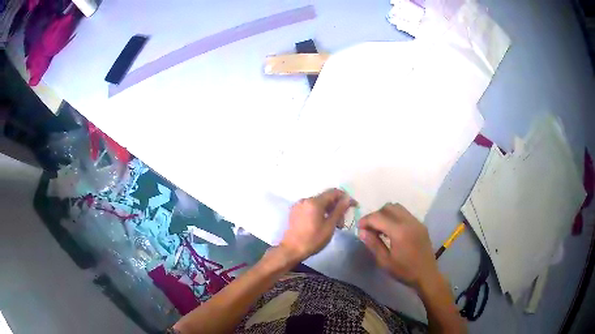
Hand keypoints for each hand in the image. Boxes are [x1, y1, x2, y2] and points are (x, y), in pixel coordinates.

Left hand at [280, 188, 354, 261]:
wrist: (291, 250)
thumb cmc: (313, 239)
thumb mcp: (329, 226)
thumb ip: (339, 210)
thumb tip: (348, 198)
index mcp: (314, 202)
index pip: (334, 192)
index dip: (345, 197)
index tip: (353, 206)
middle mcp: (306, 199)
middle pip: (326, 198)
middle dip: (336, 207)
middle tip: (341, 222)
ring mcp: (299, 205)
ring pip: (318, 203)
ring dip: (328, 211)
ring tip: (333, 224)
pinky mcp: (295, 211)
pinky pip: (310, 207)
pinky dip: (319, 212)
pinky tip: (321, 223)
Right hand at [358, 203, 439, 287]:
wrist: (427, 275)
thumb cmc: (404, 271)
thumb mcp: (385, 261)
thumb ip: (373, 244)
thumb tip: (362, 231)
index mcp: (399, 231)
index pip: (378, 217)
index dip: (365, 220)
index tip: (359, 228)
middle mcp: (409, 221)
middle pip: (388, 207)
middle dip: (376, 215)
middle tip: (369, 228)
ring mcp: (416, 222)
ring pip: (397, 208)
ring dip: (386, 214)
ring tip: (380, 229)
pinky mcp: (420, 225)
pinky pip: (405, 214)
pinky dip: (395, 217)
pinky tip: (392, 231)